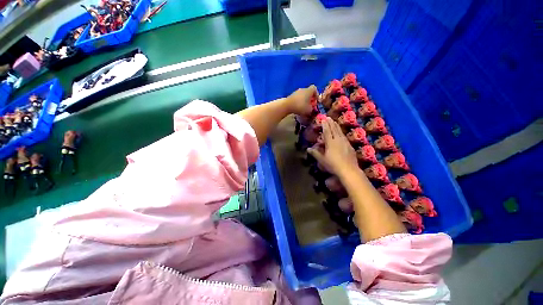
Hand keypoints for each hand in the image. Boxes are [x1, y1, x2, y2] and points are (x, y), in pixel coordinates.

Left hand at [286, 85, 317, 116]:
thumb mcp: (309, 110)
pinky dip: (299, 102)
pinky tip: (298, 107)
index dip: (316, 94)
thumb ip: (312, 109)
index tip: (316, 101)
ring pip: (302, 95)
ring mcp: (296, 92)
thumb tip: (312, 109)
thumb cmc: (300, 106)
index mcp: (309, 90)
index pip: (315, 88)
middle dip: (310, 98)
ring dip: (304, 100)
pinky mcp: (291, 95)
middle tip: (310, 105)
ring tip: (304, 107)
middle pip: (308, 92)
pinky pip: (297, 98)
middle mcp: (303, 89)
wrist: (287, 105)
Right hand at [307, 117, 357, 175]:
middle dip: (331, 123)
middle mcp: (338, 140)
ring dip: (336, 126)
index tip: (323, 119)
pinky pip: (344, 136)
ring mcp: (345, 142)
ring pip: (340, 131)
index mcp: (330, 142)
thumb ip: (315, 153)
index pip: (327, 131)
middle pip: (334, 129)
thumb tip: (308, 149)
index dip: (325, 125)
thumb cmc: (333, 165)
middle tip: (328, 117)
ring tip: (334, 121)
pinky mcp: (349, 146)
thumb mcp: (322, 160)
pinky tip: (341, 133)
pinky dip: (341, 132)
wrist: (349, 170)